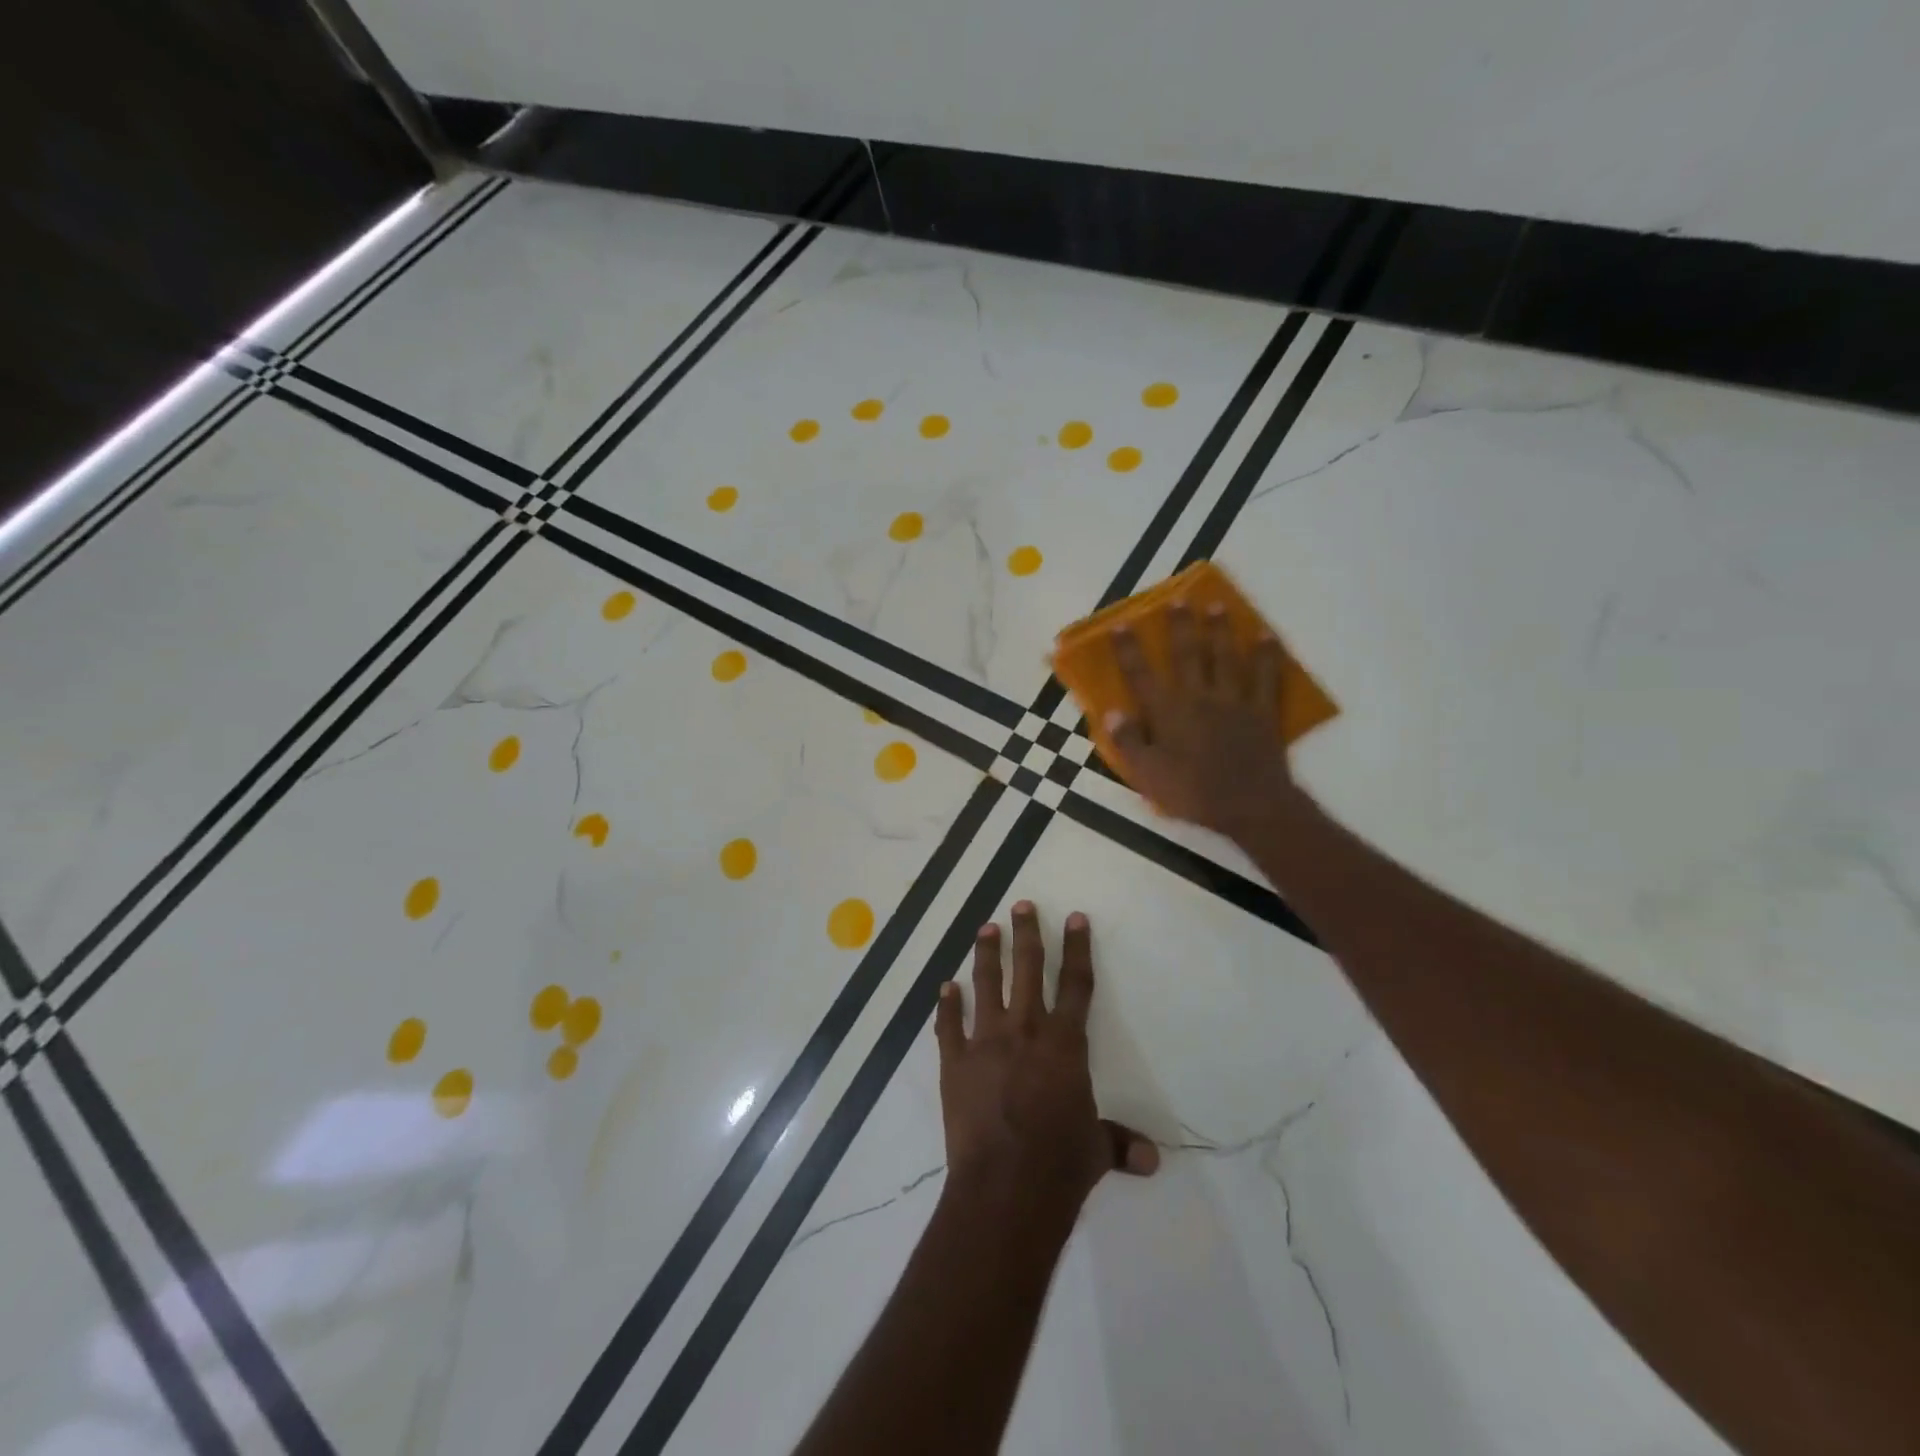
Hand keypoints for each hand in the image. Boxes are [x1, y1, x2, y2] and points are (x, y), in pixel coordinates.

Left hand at [935, 903, 1157, 1211]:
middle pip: (1027, 969)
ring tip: (986, 929)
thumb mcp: (1095, 1150)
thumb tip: (1152, 1160)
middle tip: (1020, 905)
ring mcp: (986, 1042)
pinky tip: (946, 987)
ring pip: (986, 985)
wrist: (1005, 1187)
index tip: (1074, 917)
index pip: (1076, 984)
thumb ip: (1119, 1144)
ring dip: (986, 954)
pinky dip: (947, 1005)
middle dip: (1026, 934)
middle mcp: (1025, 1030)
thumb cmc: (1059, 1164)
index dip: (1077, 948)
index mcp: (1064, 1043)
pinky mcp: (955, 1062)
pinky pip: (949, 1025)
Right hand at [1106, 601, 1306, 841]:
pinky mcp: (1262, 710)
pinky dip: (1267, 654)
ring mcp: (1233, 700)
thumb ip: (1128, 742)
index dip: (1129, 649)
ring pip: (1225, 656)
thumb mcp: (1147, 775)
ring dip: (1220, 629)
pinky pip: (1266, 676)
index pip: (1141, 675)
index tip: (1121, 624)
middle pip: (1186, 653)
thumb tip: (1111, 711)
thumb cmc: (1192, 792)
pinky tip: (1266, 636)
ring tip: (1216, 605)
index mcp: (1167, 712)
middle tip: (1177, 599)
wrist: (1249, 806)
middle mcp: (1198, 696)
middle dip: (1179, 625)